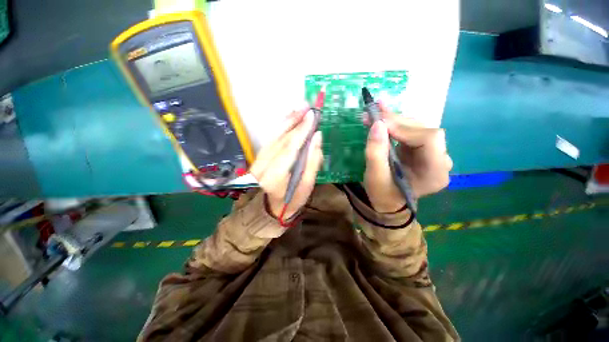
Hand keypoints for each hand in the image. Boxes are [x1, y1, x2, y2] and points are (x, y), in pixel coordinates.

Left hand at [250, 108, 322, 218]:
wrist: (273, 208)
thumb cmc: (293, 200)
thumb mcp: (308, 185)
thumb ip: (313, 161)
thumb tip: (317, 137)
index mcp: (275, 177)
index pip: (289, 149)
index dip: (301, 131)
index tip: (312, 116)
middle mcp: (262, 167)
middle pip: (280, 139)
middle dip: (295, 122)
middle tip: (308, 107)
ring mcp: (258, 161)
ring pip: (274, 135)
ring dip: (287, 120)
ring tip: (300, 108)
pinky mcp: (259, 157)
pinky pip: (271, 138)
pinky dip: (281, 126)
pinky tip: (289, 118)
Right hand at [363, 106, 452, 212]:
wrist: (388, 201)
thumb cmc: (382, 194)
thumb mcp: (375, 176)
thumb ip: (376, 152)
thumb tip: (377, 124)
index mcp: (434, 173)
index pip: (429, 139)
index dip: (404, 128)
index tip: (379, 125)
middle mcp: (440, 161)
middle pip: (423, 130)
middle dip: (396, 121)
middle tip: (373, 113)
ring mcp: (433, 153)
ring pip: (417, 128)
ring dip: (394, 120)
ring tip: (375, 113)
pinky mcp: (422, 149)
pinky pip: (411, 131)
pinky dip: (395, 124)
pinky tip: (383, 117)